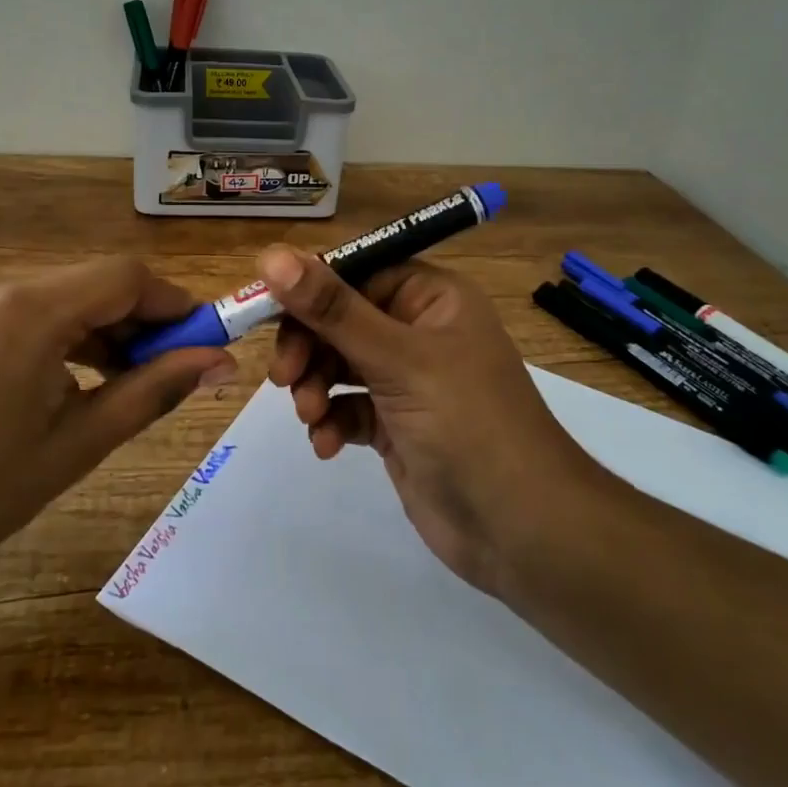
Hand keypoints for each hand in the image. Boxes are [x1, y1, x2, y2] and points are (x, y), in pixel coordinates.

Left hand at [0, 258, 238, 628]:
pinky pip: (9, 304)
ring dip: (91, 327)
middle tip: (164, 369)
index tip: (202, 338)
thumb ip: (154, 390)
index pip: (123, 276)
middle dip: (133, 321)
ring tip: (114, 379)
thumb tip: (220, 361)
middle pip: (86, 282)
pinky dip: (46, 329)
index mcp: (21, 312)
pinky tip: (56, 374)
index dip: (173, 302)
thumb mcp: (74, 446)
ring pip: (49, 292)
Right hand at [261, 245, 599, 593]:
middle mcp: (418, 330)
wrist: (521, 531)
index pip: (355, 272)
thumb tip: (271, 255)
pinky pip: (347, 406)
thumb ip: (332, 309)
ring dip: (315, 386)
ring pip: (338, 364)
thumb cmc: (467, 423)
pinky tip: (327, 444)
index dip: (308, 288)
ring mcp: (407, 379)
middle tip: (285, 377)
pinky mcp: (396, 424)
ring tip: (311, 416)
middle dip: (308, 347)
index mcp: (430, 297)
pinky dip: (331, 421)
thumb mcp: (397, 359)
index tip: (266, 311)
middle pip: (340, 319)